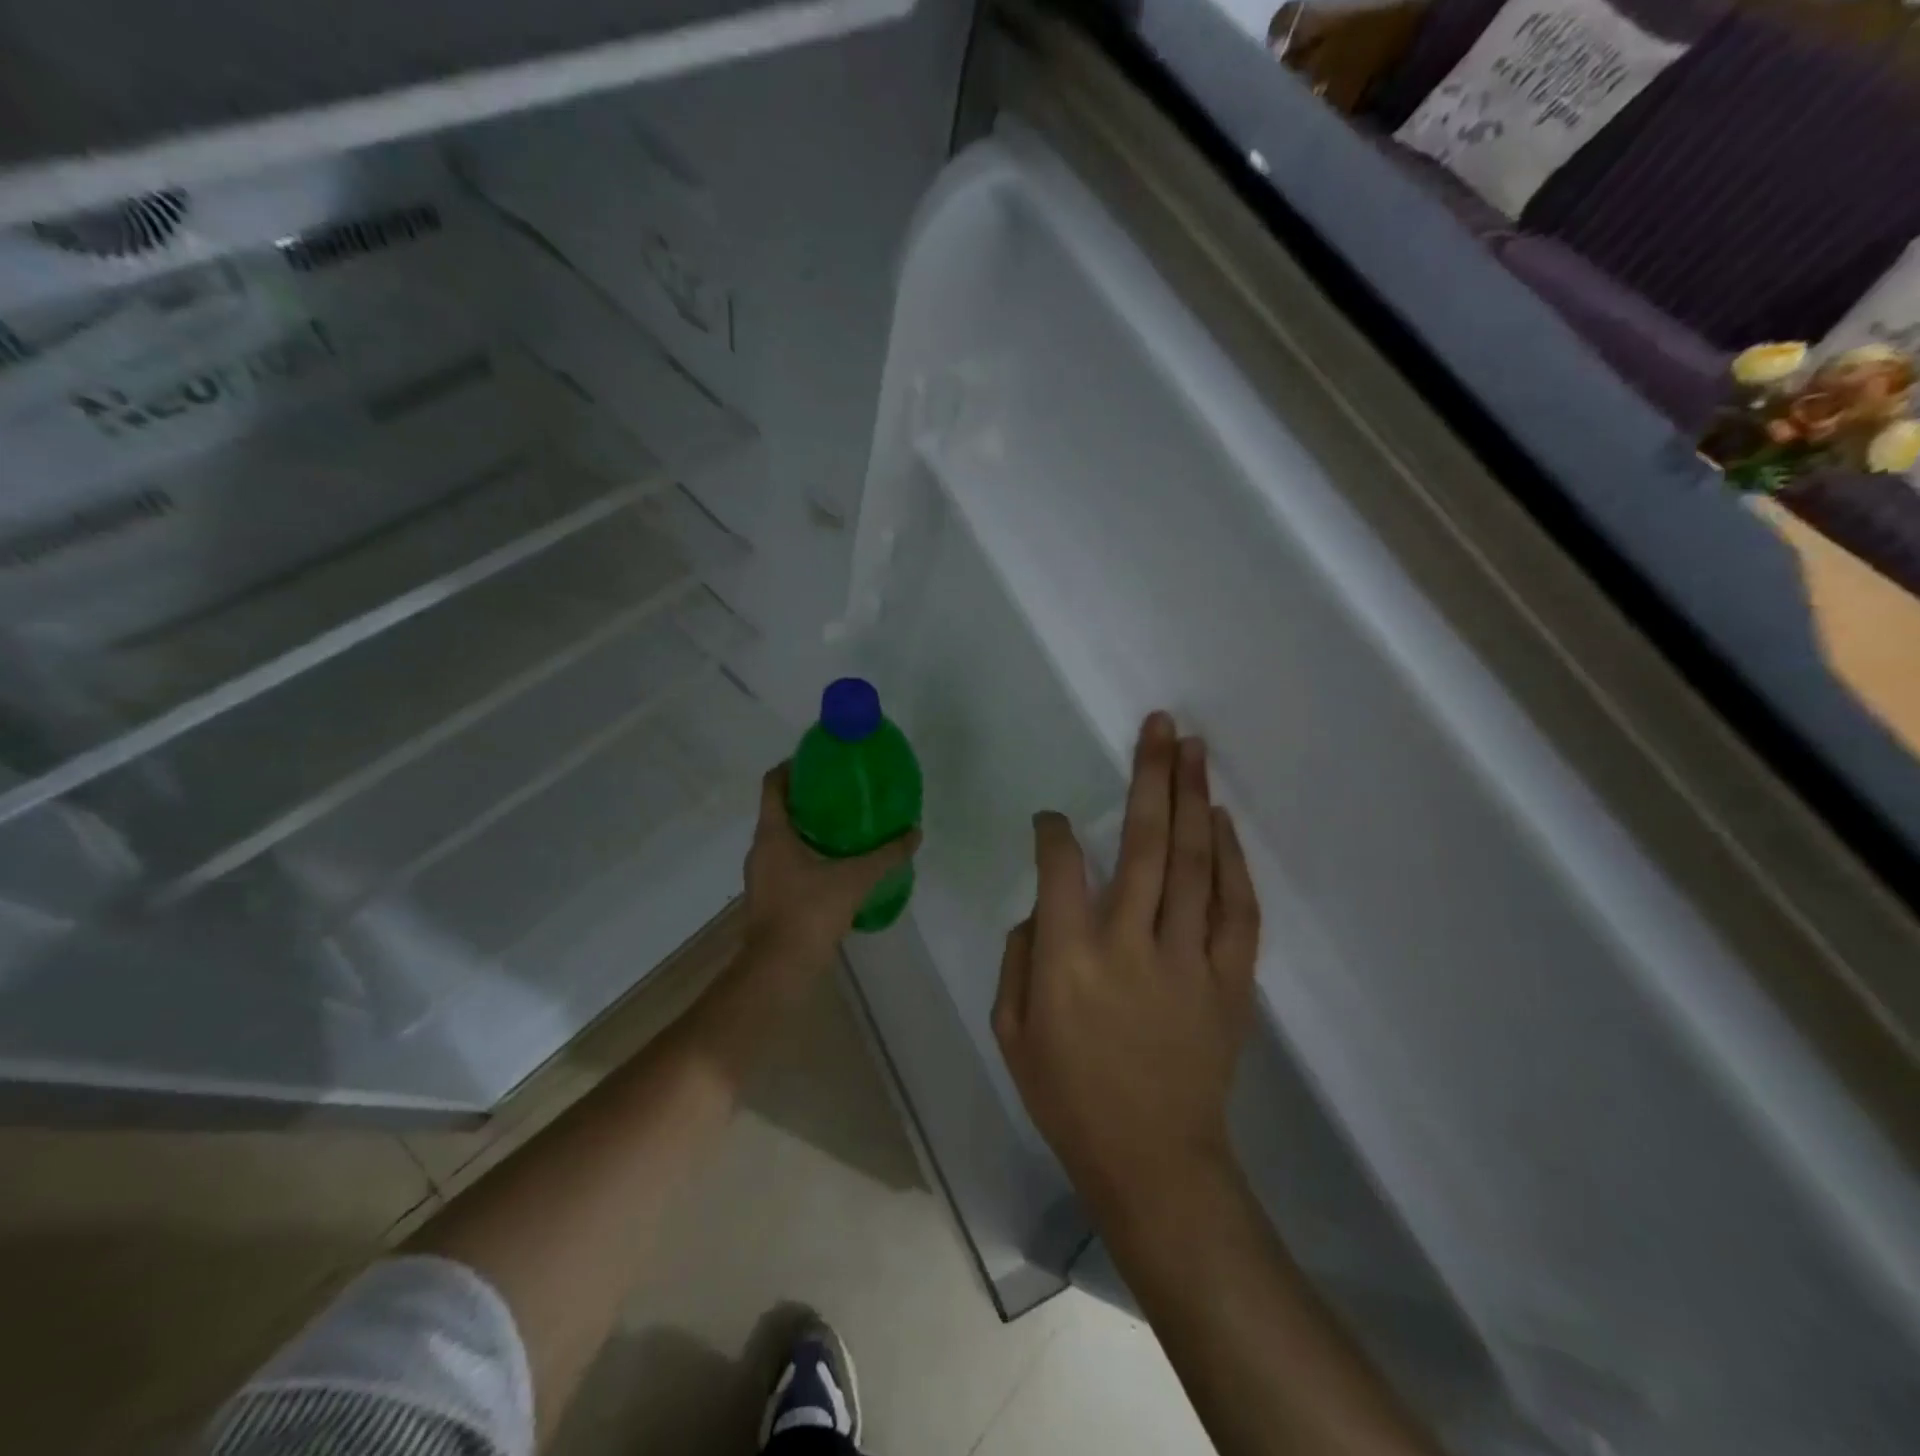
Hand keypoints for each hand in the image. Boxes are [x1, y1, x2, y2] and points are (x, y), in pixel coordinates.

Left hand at [742, 763, 920, 982]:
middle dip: (808, 798)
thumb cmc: (810, 912)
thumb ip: (886, 855)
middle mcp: (760, 849)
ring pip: (782, 839)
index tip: (819, 761)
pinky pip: (786, 863)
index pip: (773, 783)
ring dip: (807, 829)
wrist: (780, 969)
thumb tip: (914, 833)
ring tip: (843, 828)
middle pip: (779, 809)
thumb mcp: (856, 879)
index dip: (792, 766)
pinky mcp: (768, 897)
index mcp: (772, 833)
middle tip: (842, 793)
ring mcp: (761, 875)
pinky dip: (806, 855)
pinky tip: (835, 865)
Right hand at [993, 712, 1261, 1219]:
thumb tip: (1044, 906)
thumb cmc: (1069, 1097)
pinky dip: (1231, 860)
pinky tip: (1220, 821)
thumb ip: (1020, 957)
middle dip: (1149, 775)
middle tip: (1160, 724)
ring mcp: (1188, 959)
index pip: (1060, 866)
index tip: (1053, 819)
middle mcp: (1129, 944)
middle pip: (1144, 843)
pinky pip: (1236, 908)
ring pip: (1194, 862)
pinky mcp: (1230, 980)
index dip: (1054, 831)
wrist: (1154, 1161)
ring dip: (1192, 799)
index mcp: (1068, 958)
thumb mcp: (1012, 1031)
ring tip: (1193, 748)